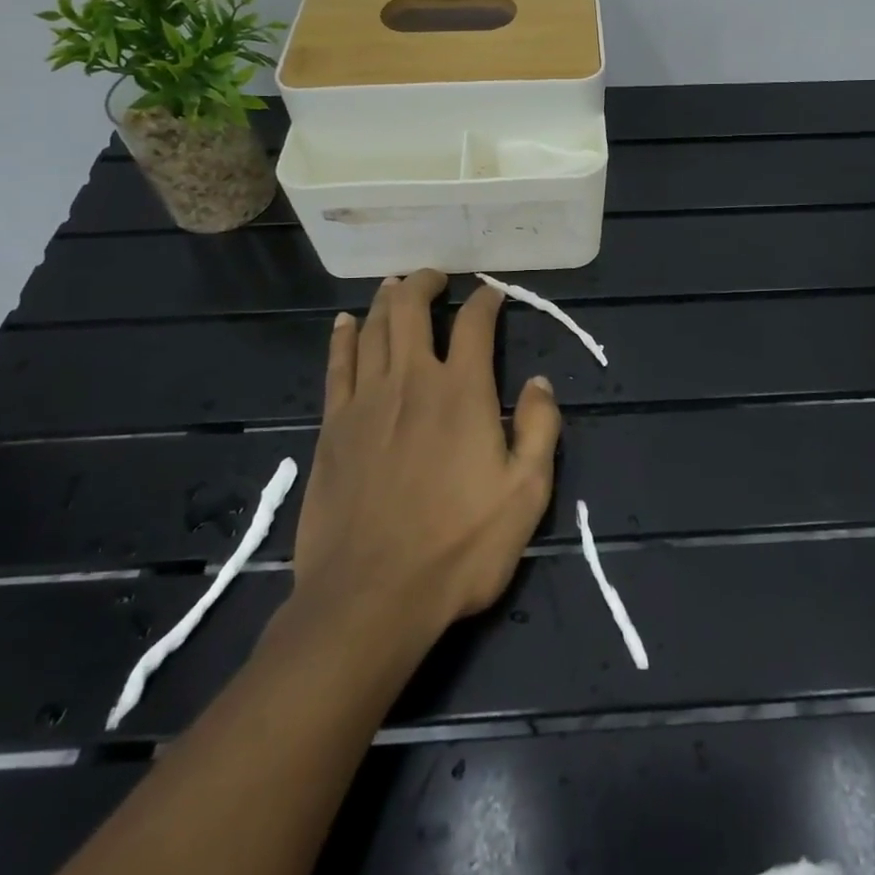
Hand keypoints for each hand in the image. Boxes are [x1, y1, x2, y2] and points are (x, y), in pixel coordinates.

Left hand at [290, 271, 561, 641]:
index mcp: (462, 391)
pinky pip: (336, 365)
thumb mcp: (526, 493)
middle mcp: (412, 380)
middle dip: (424, 283)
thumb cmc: (459, 547)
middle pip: (410, 309)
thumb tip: (541, 382)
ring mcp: (366, 401)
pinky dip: (342, 337)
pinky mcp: (332, 426)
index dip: (486, 300)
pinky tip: (345, 323)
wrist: (371, 597)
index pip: (475, 324)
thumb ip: (540, 429)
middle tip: (435, 276)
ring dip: (385, 300)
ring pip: (372, 329)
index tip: (492, 293)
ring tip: (395, 286)